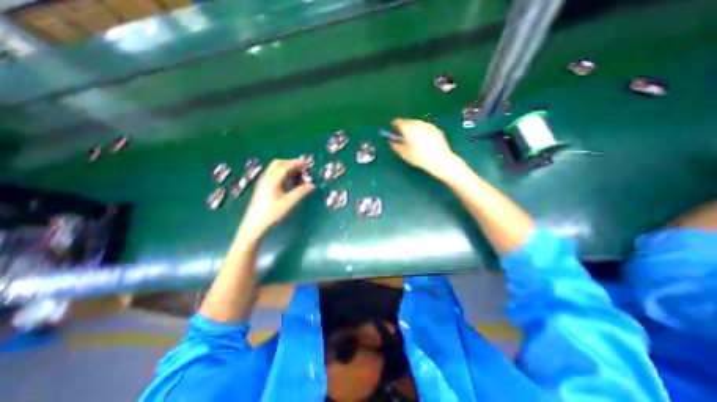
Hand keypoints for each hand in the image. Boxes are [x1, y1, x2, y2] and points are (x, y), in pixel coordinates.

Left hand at [238, 159, 313, 242]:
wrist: (254, 223)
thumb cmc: (271, 213)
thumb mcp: (288, 203)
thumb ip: (300, 192)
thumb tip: (311, 185)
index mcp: (272, 181)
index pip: (284, 167)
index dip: (295, 163)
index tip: (305, 163)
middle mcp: (266, 178)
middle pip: (277, 164)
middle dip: (290, 163)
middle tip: (301, 167)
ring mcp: (263, 182)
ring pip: (274, 168)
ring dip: (285, 167)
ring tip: (296, 173)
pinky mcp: (262, 186)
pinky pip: (272, 174)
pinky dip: (281, 172)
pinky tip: (288, 181)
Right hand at [390, 118, 455, 175]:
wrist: (439, 160)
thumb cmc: (419, 157)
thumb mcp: (404, 154)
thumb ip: (396, 146)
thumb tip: (392, 142)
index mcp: (408, 128)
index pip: (398, 121)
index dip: (395, 125)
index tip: (394, 130)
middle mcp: (418, 124)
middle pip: (408, 121)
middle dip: (405, 126)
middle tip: (404, 135)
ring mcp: (428, 126)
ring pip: (418, 123)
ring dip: (414, 128)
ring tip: (414, 139)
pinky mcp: (437, 129)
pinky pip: (426, 128)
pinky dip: (423, 131)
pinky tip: (424, 141)